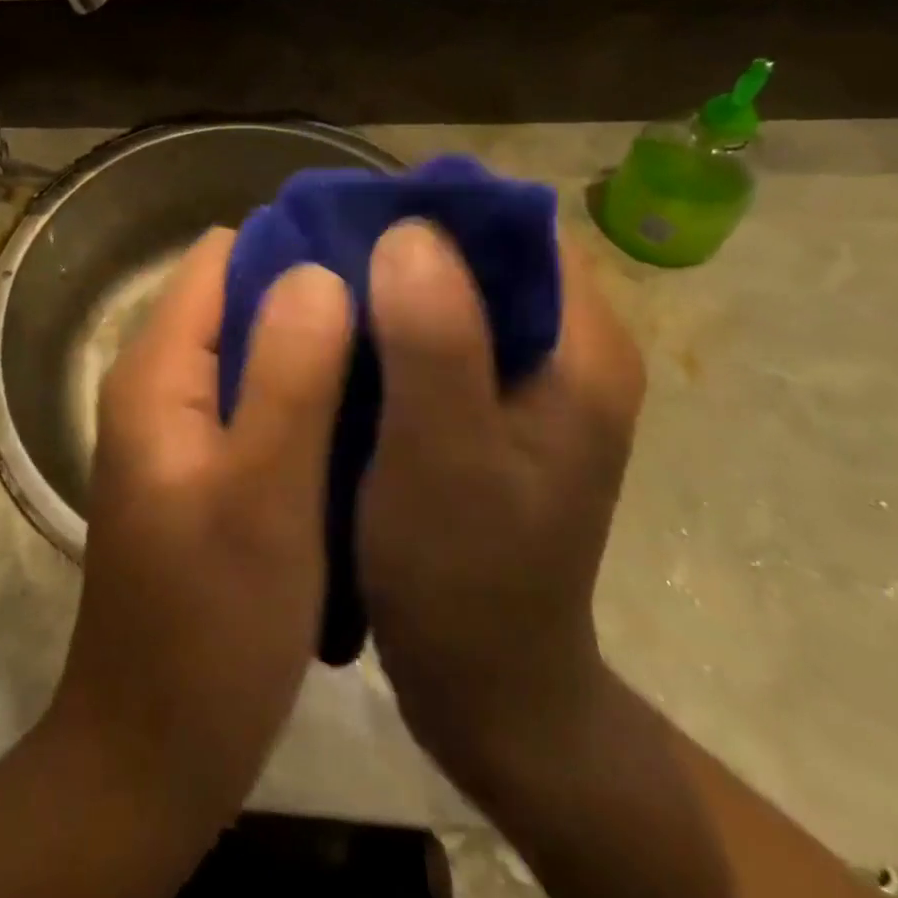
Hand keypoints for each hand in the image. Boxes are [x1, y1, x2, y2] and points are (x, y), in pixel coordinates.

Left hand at [47, 228, 353, 837]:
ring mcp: (180, 425)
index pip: (224, 258)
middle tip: (403, 303)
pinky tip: (363, 407)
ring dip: (316, 340)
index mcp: (158, 369)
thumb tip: (318, 270)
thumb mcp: (262, 493)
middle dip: (315, 290)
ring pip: (254, 347)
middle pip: (240, 297)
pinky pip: (259, 396)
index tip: (377, 255)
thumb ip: (289, 374)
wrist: (158, 749)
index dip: (296, 244)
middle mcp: (160, 381)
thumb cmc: (211, 624)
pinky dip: (306, 387)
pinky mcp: (204, 464)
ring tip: (397, 347)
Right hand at [357, 219, 645, 807]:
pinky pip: (437, 337)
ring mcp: (528, 383)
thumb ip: (435, 339)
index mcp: (581, 348)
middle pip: (483, 255)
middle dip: (401, 242)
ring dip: (387, 282)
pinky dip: (387, 325)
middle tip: (319, 249)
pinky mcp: (491, 410)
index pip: (519, 226)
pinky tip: (336, 337)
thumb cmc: (466, 576)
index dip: (438, 206)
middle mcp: (565, 351)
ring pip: (453, 293)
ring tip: (316, 285)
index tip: (357, 214)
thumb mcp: (444, 455)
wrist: (489, 691)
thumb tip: (409, 228)